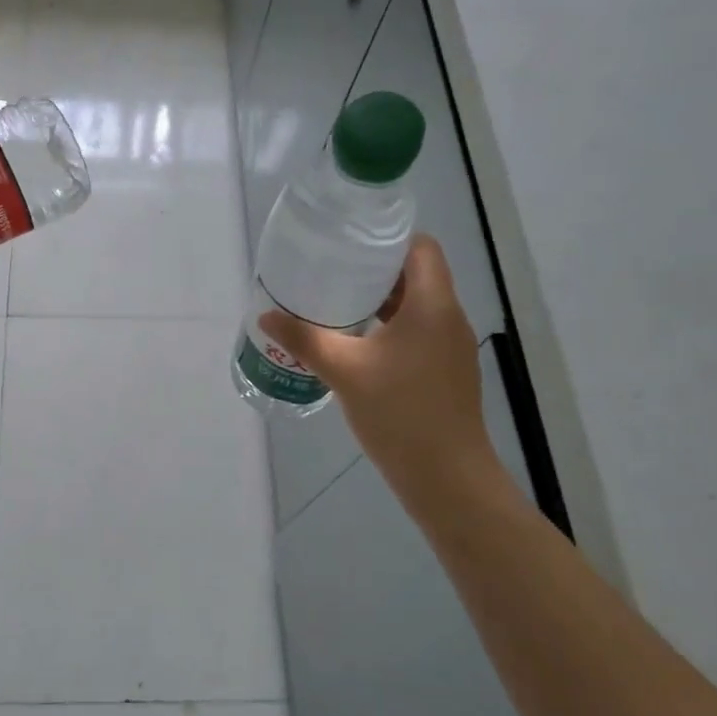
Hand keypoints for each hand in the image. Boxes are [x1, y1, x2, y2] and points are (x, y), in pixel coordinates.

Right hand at [260, 234, 512, 505]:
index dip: (388, 239)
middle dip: (374, 271)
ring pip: (416, 306)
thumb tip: (266, 316)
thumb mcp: (344, 371)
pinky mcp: (445, 371)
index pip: (421, 248)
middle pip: (416, 275)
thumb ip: (304, 340)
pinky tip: (356, 344)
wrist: (446, 476)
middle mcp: (448, 318)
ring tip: (336, 303)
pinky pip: (417, 333)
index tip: (349, 244)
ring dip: (380, 301)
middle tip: (330, 272)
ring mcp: (450, 347)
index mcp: (432, 305)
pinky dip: (389, 328)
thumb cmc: (400, 413)